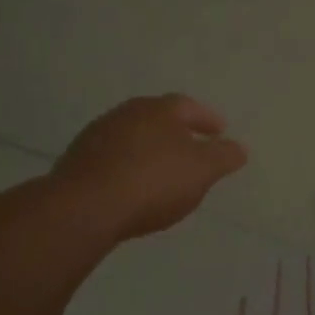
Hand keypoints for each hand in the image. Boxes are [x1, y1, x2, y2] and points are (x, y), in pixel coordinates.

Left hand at [51, 96, 248, 241]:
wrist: (84, 208)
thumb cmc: (153, 181)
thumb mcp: (203, 170)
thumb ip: (224, 157)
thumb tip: (238, 148)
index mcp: (159, 109)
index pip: (189, 106)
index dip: (207, 119)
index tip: (220, 131)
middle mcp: (126, 114)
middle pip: (157, 119)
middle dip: (177, 132)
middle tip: (192, 148)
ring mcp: (96, 137)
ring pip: (133, 138)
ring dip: (150, 150)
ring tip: (163, 172)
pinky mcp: (75, 163)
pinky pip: (112, 160)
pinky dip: (128, 168)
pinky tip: (133, 188)